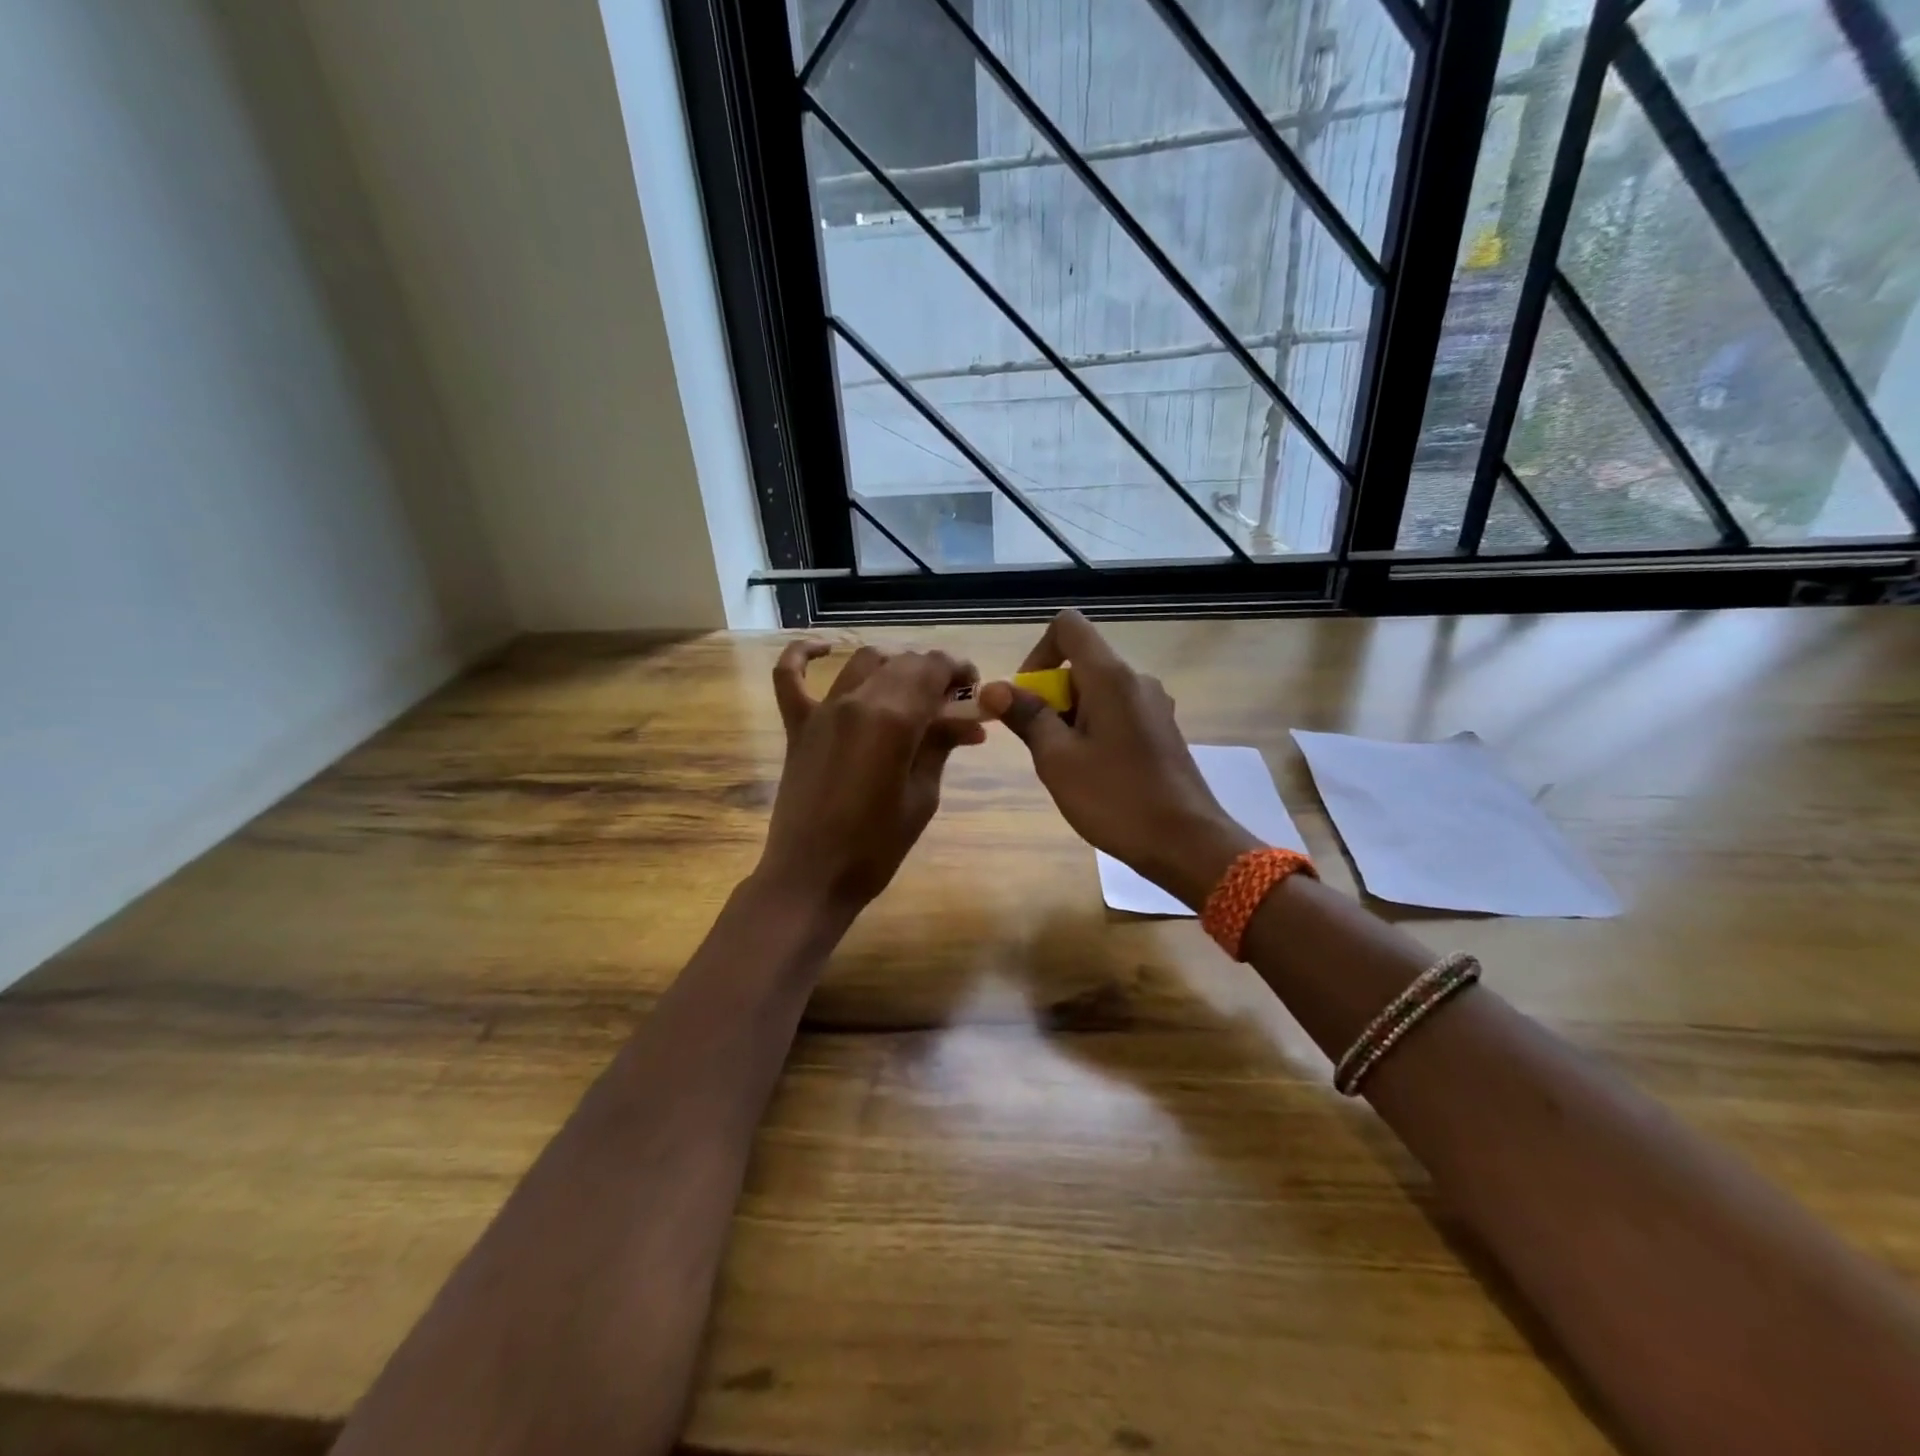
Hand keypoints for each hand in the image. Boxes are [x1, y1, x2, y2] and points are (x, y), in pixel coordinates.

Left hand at [757, 642, 983, 915]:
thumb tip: (969, 721)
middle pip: (903, 662)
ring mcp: (822, 710)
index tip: (974, 688)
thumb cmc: (876, 846)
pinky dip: (805, 655)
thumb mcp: (922, 796)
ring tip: (911, 691)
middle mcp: (857, 700)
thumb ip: (941, 746)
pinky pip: (790, 676)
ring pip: (863, 662)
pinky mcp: (797, 726)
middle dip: (933, 672)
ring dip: (893, 666)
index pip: (933, 668)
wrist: (812, 876)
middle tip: (952, 701)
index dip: (959, 670)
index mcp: (893, 718)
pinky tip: (824, 648)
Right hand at [978, 610, 1255, 907]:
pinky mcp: (1161, 730)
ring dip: (1069, 717)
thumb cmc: (1115, 798)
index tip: (1026, 696)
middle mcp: (1136, 680)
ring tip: (1066, 766)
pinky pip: (1116, 713)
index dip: (1038, 652)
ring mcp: (1153, 705)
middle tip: (1041, 745)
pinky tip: (1093, 774)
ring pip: (1097, 692)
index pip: (1068, 626)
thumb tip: (994, 688)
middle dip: (1049, 695)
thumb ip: (1026, 716)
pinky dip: (1093, 730)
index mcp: (1111, 676)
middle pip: (1080, 663)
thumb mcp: (1057, 759)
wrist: (1186, 842)